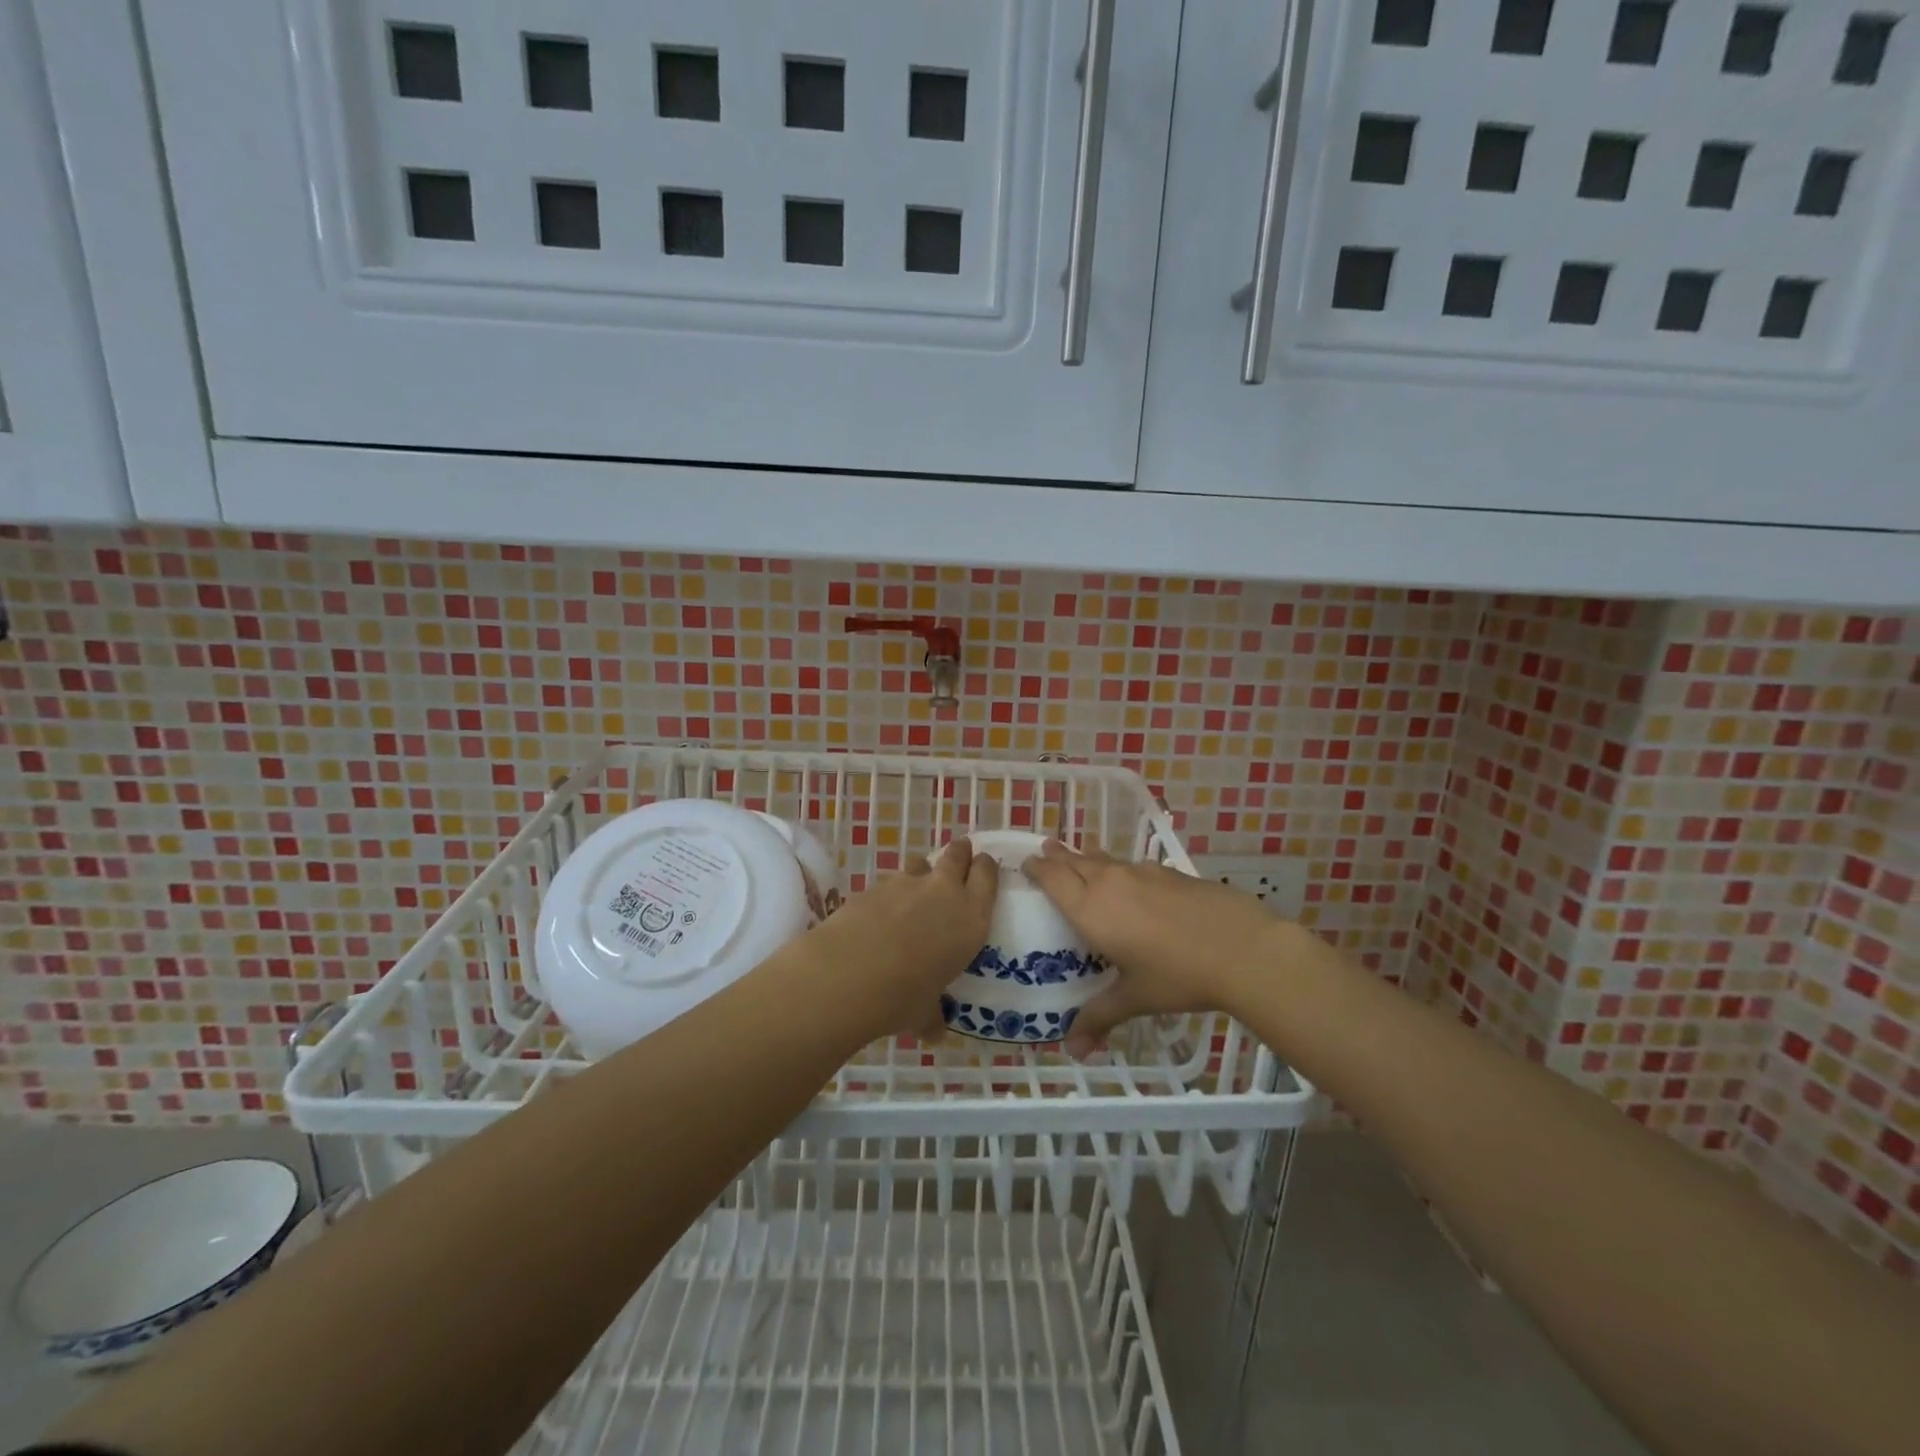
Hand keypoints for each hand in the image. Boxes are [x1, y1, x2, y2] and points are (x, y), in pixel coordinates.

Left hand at [811, 839, 997, 1034]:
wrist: (847, 974)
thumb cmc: (902, 997)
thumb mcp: (924, 1011)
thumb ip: (932, 1016)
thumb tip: (933, 1034)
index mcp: (970, 918)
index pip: (987, 875)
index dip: (986, 867)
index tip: (983, 867)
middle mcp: (943, 892)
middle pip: (958, 854)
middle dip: (959, 854)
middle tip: (958, 860)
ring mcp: (905, 884)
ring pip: (920, 862)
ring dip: (921, 872)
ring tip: (914, 892)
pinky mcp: (873, 885)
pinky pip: (888, 882)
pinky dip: (888, 894)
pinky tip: (878, 915)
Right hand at [1022, 840, 1282, 1055]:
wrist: (1242, 948)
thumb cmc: (1178, 975)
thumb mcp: (1135, 998)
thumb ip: (1100, 1017)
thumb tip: (1073, 1051)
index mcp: (1091, 909)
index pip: (1053, 878)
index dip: (1037, 868)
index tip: (1026, 863)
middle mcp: (1110, 882)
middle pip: (1075, 860)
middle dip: (1058, 856)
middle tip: (1045, 850)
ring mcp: (1143, 873)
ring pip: (1105, 859)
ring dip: (1088, 858)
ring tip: (1082, 859)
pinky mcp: (1171, 873)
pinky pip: (1133, 866)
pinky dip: (1121, 868)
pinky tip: (1133, 881)